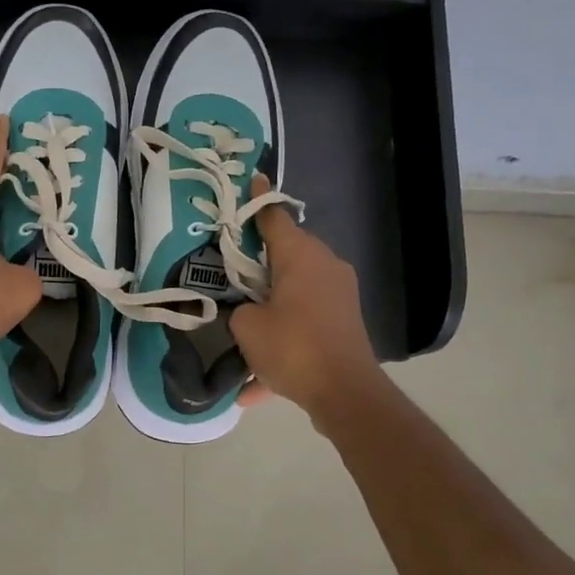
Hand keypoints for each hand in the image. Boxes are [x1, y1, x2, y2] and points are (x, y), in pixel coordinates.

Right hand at [230, 174, 383, 418]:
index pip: (274, 217)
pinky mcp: (343, 323)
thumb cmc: (293, 347)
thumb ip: (240, 309)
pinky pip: (304, 324)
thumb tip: (249, 311)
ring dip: (269, 308)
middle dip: (258, 262)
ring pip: (293, 292)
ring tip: (242, 330)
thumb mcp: (247, 326)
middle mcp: (325, 267)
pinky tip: (255, 385)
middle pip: (285, 254)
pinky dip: (283, 344)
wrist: (345, 393)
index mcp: (301, 256)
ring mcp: (338, 295)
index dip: (258, 201)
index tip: (251, 181)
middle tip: (230, 267)